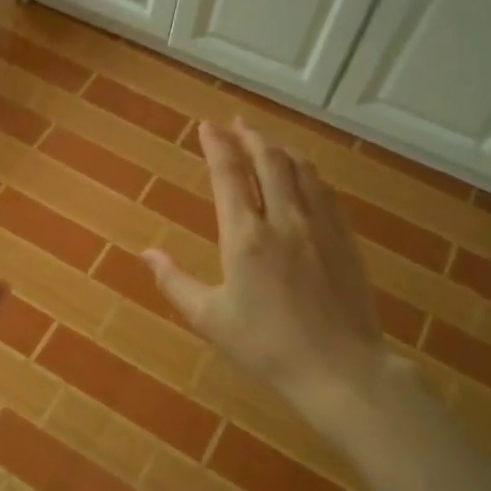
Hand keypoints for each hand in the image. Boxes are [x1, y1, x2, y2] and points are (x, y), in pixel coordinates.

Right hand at [144, 121, 399, 437]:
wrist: (340, 368)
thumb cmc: (267, 346)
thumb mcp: (209, 319)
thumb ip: (175, 282)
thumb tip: (145, 253)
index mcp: (245, 237)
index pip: (229, 175)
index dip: (217, 145)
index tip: (207, 126)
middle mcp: (283, 220)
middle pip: (269, 160)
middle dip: (250, 136)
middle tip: (236, 122)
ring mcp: (319, 226)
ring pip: (301, 169)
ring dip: (280, 149)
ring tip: (266, 141)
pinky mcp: (345, 238)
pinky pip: (325, 191)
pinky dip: (308, 172)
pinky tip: (304, 175)